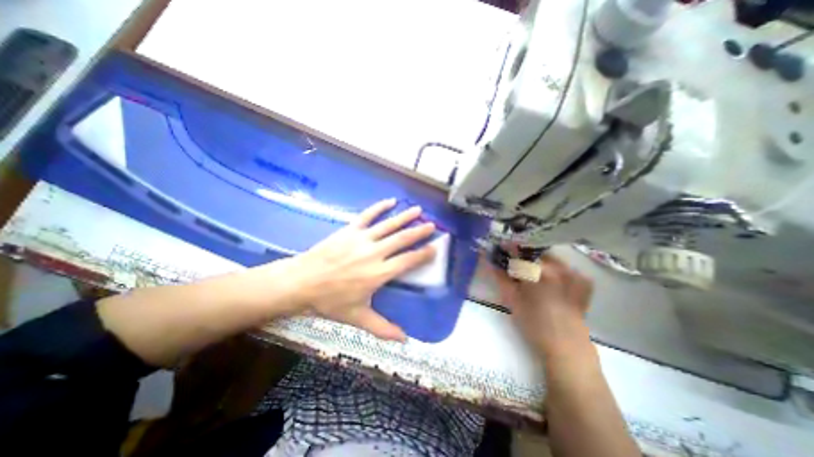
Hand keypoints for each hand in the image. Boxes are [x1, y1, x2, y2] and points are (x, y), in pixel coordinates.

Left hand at [288, 199, 438, 339]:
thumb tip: (404, 340)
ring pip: (388, 225)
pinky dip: (379, 207)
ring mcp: (362, 238)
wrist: (301, 282)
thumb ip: (383, 328)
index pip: (408, 261)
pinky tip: (389, 201)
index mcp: (378, 273)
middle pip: (402, 239)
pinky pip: (367, 215)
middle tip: (432, 225)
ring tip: (418, 210)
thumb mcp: (357, 318)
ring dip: (405, 217)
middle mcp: (374, 253)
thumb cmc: (330, 301)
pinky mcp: (350, 230)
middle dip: (419, 231)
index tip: (435, 248)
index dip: (423, 254)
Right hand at [485, 254, 594, 356]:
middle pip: (536, 251)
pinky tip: (549, 280)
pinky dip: (555, 268)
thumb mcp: (511, 299)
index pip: (520, 250)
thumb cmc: (534, 324)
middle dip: (523, 253)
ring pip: (550, 257)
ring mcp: (574, 273)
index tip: (500, 247)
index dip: (508, 246)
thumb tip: (490, 260)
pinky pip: (565, 267)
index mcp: (540, 271)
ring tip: (530, 272)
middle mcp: (559, 267)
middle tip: (514, 262)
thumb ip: (500, 277)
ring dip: (537, 260)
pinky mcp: (583, 282)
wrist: (566, 348)